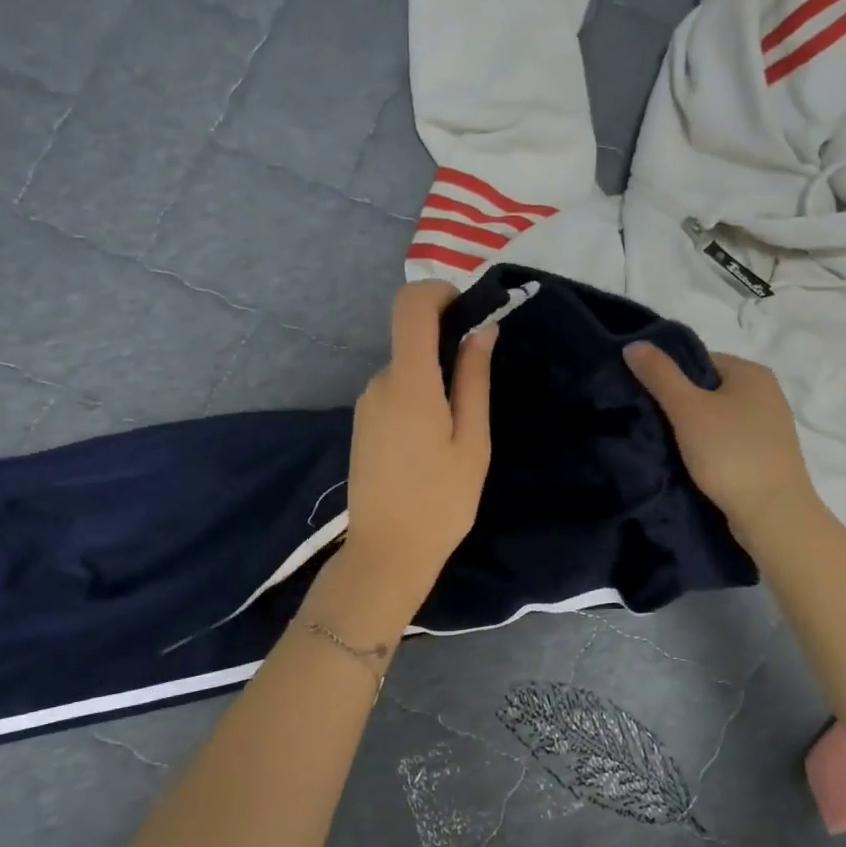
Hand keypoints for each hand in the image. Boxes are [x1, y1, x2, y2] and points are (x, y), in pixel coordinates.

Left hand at [344, 281, 495, 602]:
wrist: (387, 553)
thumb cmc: (440, 502)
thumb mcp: (472, 441)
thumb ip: (473, 380)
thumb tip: (482, 330)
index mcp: (409, 382)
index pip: (410, 305)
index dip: (440, 292)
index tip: (470, 313)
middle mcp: (379, 383)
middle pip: (411, 338)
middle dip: (448, 347)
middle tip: (480, 387)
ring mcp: (366, 404)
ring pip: (406, 369)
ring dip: (435, 380)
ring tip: (460, 429)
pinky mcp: (363, 424)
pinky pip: (395, 392)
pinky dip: (420, 398)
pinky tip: (435, 442)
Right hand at [622, 343, 816, 537]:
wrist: (773, 514)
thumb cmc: (730, 453)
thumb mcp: (687, 409)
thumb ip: (659, 375)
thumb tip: (633, 344)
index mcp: (752, 372)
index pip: (699, 360)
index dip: (670, 376)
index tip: (648, 398)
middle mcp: (767, 393)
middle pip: (709, 389)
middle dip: (681, 404)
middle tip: (653, 423)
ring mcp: (771, 427)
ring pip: (719, 418)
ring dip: (694, 429)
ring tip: (669, 446)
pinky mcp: (768, 456)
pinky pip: (730, 441)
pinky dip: (711, 449)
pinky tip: (694, 464)